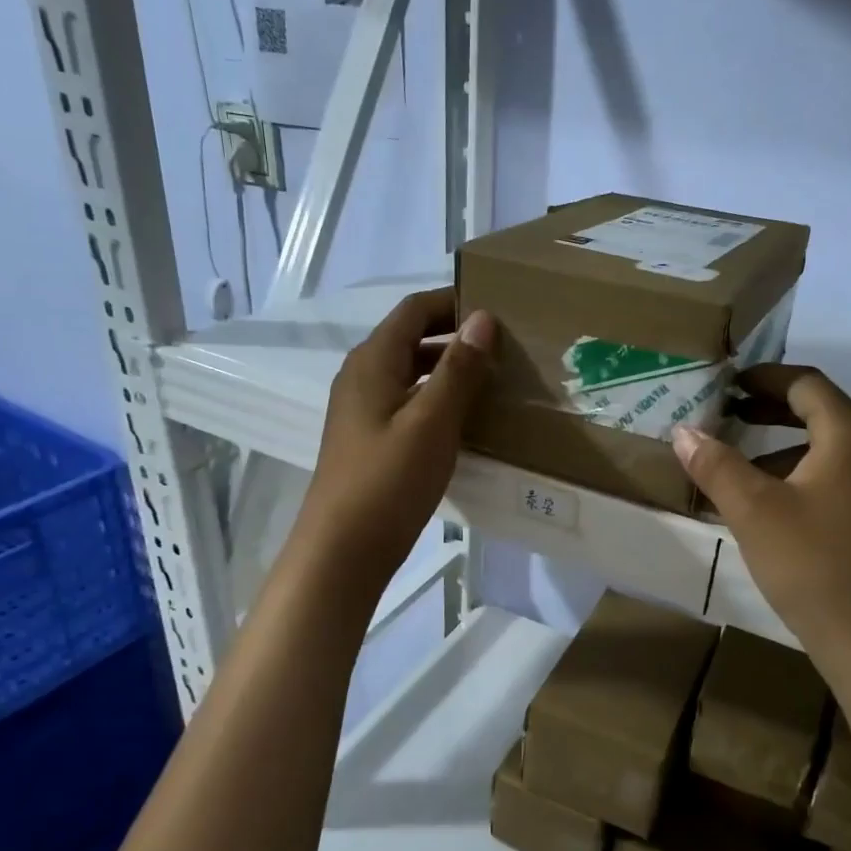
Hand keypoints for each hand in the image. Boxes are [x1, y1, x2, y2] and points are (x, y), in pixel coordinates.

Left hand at [287, 289, 494, 599]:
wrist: (344, 550)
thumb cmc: (388, 480)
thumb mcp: (432, 421)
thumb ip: (458, 369)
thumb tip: (483, 318)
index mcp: (373, 362)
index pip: (414, 310)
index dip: (453, 301)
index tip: (499, 306)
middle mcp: (364, 377)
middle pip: (412, 338)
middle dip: (456, 334)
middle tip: (506, 344)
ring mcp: (365, 410)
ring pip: (413, 372)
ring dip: (451, 368)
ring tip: (496, 377)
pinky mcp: (372, 438)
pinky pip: (410, 401)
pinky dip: (440, 397)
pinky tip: (469, 417)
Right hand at [671, 365, 850, 694]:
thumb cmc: (816, 568)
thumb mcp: (754, 513)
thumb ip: (716, 465)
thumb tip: (683, 431)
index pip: (806, 384)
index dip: (763, 378)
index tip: (727, 384)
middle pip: (824, 412)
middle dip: (772, 412)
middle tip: (729, 416)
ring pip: (838, 449)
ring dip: (789, 449)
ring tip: (745, 471)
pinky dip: (812, 476)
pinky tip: (782, 510)